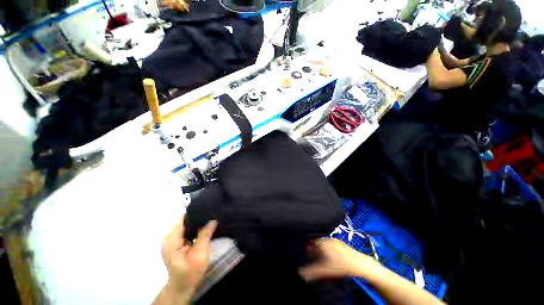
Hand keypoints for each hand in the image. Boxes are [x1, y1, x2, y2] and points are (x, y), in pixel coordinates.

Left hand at [161, 217, 217, 299]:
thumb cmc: (190, 272)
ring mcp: (171, 240)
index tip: (209, 210)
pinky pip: (186, 229)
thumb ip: (205, 235)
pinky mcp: (176, 242)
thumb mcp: (200, 254)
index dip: (196, 213)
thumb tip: (213, 219)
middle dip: (198, 217)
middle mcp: (169, 237)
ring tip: (210, 220)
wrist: (183, 286)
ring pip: (186, 224)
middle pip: (185, 220)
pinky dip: (195, 228)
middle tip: (212, 216)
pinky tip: (204, 228)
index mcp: (172, 239)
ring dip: (197, 223)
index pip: (183, 218)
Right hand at [298, 238, 376, 280]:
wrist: (360, 264)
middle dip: (314, 250)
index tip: (307, 257)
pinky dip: (327, 249)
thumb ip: (312, 271)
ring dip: (320, 250)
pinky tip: (331, 258)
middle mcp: (327, 239)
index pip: (310, 242)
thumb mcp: (325, 270)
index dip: (307, 249)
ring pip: (323, 243)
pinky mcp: (340, 243)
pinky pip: (329, 244)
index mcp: (322, 242)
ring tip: (322, 260)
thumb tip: (300, 273)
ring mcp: (334, 240)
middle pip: (316, 243)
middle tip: (314, 259)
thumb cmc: (341, 266)